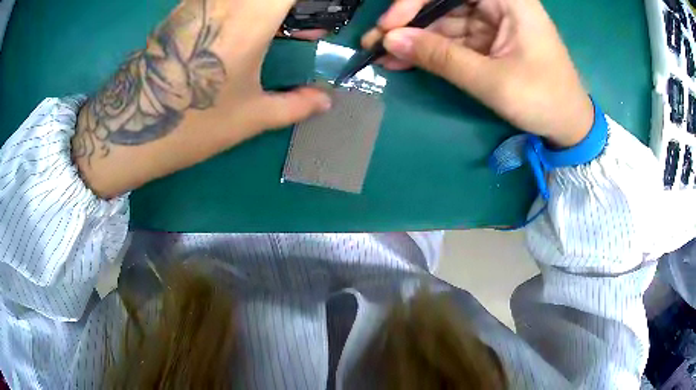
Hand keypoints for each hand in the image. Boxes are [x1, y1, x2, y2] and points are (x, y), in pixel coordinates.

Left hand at [72, 0, 331, 197]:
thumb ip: (295, 105)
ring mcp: (197, 2)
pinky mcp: (179, 11)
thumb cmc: (191, 126)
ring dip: (263, 6)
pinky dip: (238, 6)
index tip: (314, 14)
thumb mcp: (250, 118)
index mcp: (249, 20)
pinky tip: (239, 28)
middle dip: (287, 7)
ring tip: (273, 28)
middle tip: (298, 25)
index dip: (308, 2)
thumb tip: (325, 101)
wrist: (128, 131)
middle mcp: (223, 1)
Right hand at [362, 0, 593, 146]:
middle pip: (444, 1)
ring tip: (383, 55)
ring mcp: (493, 21)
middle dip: (410, 21)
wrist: (569, 125)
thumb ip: (442, 58)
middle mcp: (499, 3)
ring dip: (415, 38)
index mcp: (509, 0)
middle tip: (376, 41)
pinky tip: (405, 60)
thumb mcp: (492, 80)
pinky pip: (453, 37)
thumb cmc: (543, 99)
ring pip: (444, 20)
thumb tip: (391, 41)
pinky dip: (430, 49)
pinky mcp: (489, 38)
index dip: (415, 1)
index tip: (391, 25)